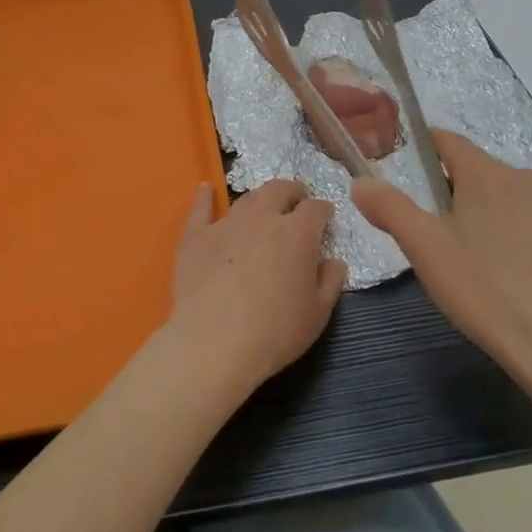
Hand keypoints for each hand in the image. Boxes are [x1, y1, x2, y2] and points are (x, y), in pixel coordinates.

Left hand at [165, 180, 346, 396]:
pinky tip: (206, 188)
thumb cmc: (275, 332)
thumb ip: (330, 282)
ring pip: (247, 198)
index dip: (324, 210)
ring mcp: (227, 223)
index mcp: (297, 233)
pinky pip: (201, 208)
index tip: (326, 217)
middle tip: (297, 200)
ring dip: (260, 198)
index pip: (316, 208)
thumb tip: (335, 262)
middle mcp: (263, 217)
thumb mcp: (317, 314)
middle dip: (292, 192)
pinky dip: (205, 197)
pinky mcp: (196, 236)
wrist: (213, 343)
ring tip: (264, 205)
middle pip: (279, 190)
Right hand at [352, 131, 531, 393]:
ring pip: (516, 196)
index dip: (427, 149)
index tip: (413, 168)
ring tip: (487, 255)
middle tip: (445, 232)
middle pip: (482, 172)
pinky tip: (526, 271)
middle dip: (461, 191)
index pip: (448, 142)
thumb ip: (389, 208)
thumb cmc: (482, 288)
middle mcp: (526, 178)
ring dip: (498, 211)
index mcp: (485, 174)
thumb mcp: (424, 248)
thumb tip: (360, 181)